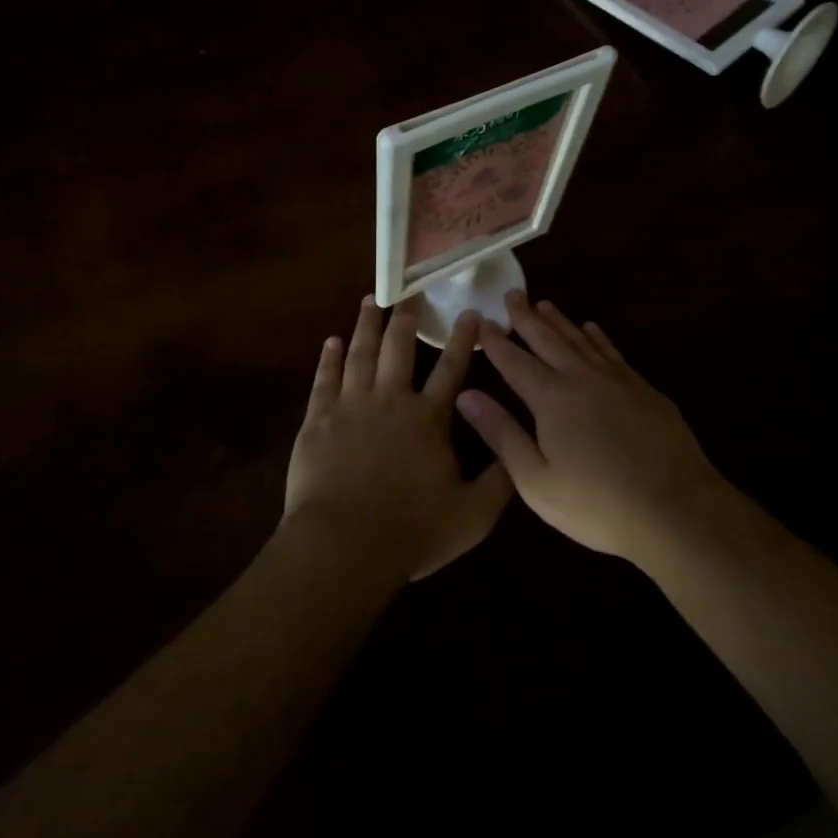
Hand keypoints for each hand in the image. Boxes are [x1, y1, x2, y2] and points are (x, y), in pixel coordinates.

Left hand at [283, 296, 513, 581]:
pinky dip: (329, 358)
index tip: (469, 312)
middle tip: (410, 291)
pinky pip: (324, 379)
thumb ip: (500, 479)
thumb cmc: (412, 531)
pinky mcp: (318, 420)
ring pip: (360, 353)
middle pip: (399, 347)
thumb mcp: (473, 514)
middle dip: (407, 317)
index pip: (451, 368)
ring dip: (367, 325)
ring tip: (371, 300)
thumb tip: (519, 450)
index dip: (462, 339)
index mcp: (428, 418)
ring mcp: (351, 406)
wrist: (344, 546)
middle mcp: (391, 400)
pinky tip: (332, 341)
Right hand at [454, 291, 727, 562]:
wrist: (676, 509)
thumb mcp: (536, 481)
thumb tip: (466, 395)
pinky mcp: (644, 389)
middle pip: (548, 340)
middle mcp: (581, 378)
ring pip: (580, 340)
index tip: (481, 320)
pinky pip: (612, 351)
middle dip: (526, 318)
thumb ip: (501, 434)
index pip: (515, 361)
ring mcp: (617, 380)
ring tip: (544, 304)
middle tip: (512, 295)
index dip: (495, 341)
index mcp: (551, 399)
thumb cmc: (597, 505)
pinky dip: (597, 337)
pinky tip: (591, 329)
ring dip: (559, 321)